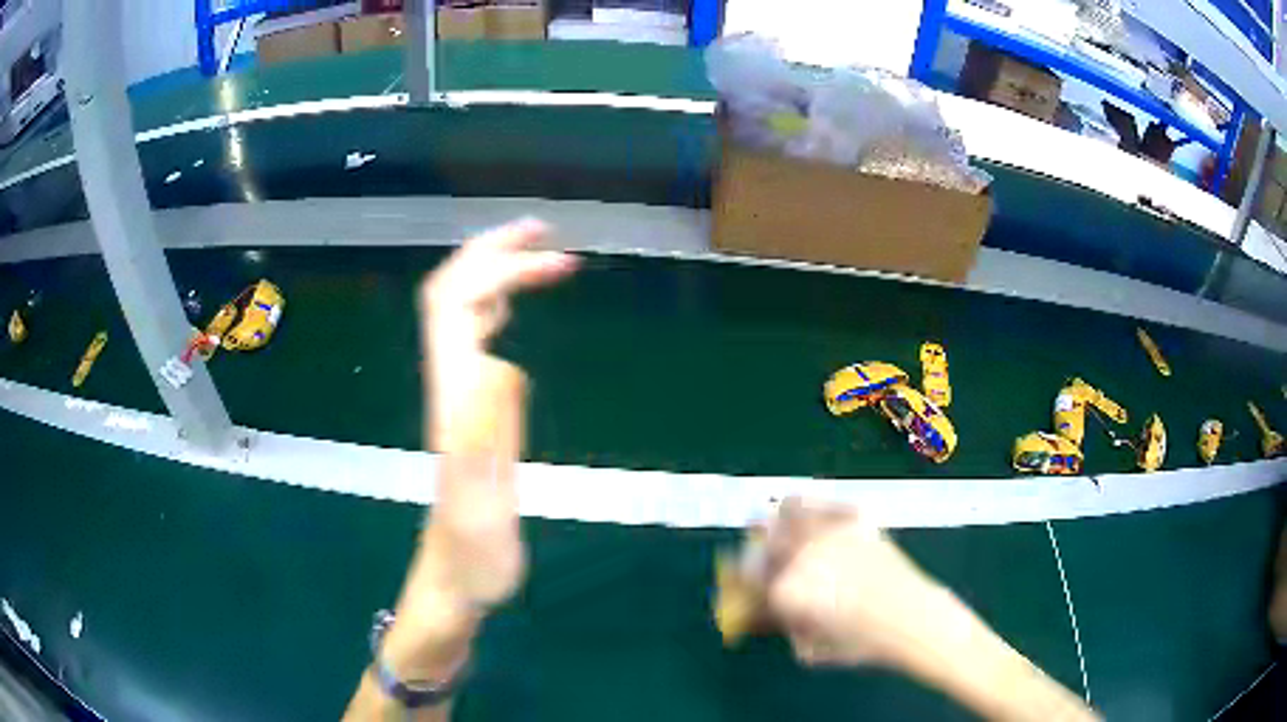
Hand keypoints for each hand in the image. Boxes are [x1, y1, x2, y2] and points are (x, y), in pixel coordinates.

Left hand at [383, 221, 577, 676]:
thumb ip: (486, 443)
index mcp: (454, 401)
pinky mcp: (467, 413)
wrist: (453, 583)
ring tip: (539, 254)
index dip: (499, 271)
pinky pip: (470, 341)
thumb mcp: (484, 512)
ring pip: (458, 314)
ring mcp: (456, 398)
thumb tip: (502, 362)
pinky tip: (512, 309)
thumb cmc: (474, 560)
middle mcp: (449, 387)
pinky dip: (493, 306)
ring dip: (492, 273)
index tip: (554, 259)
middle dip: (493, 254)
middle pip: (451, 297)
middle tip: (546, 233)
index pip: (457, 309)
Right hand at [761, 498, 957, 669]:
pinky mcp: (857, 520)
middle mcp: (802, 553)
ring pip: (790, 506)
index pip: (746, 572)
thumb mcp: (809, 649)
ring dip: (784, 519)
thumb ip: (783, 627)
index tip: (751, 583)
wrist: (912, 620)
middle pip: (762, 532)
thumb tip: (767, 611)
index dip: (744, 578)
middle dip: (761, 546)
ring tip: (791, 530)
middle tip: (770, 556)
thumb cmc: (859, 644)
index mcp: (785, 589)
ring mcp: (830, 532)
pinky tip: (824, 524)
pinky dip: (819, 509)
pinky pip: (827, 503)